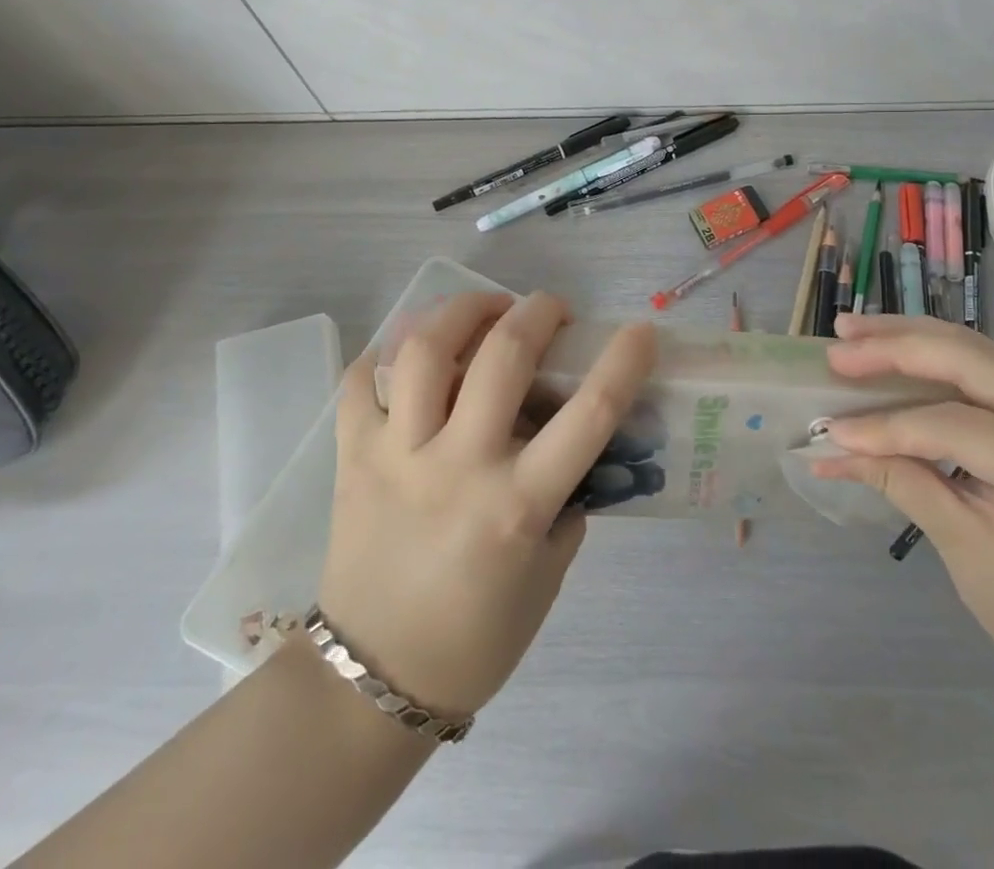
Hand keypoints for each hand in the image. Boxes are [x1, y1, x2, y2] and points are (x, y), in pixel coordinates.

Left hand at [320, 292, 655, 720]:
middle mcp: (459, 467)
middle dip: (539, 311)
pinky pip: (362, 382)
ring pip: (427, 350)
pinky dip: (387, 352)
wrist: (371, 684)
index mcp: (517, 504)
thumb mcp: (547, 576)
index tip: (641, 331)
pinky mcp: (352, 457)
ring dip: (464, 310)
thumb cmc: (475, 639)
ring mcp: (398, 456)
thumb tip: (574, 449)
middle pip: (504, 356)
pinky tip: (413, 351)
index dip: (624, 361)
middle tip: (551, 309)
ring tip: (484, 310)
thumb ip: (567, 504)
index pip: (590, 414)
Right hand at [812, 313, 993, 708]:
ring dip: (911, 336)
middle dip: (897, 348)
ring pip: (976, 350)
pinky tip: (893, 348)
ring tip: (853, 330)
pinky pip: (983, 367)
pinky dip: (932, 353)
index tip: (832, 430)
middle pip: (971, 360)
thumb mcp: (965, 554)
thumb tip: (835, 447)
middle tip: (838, 348)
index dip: (889, 424)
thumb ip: (903, 485)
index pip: (957, 425)